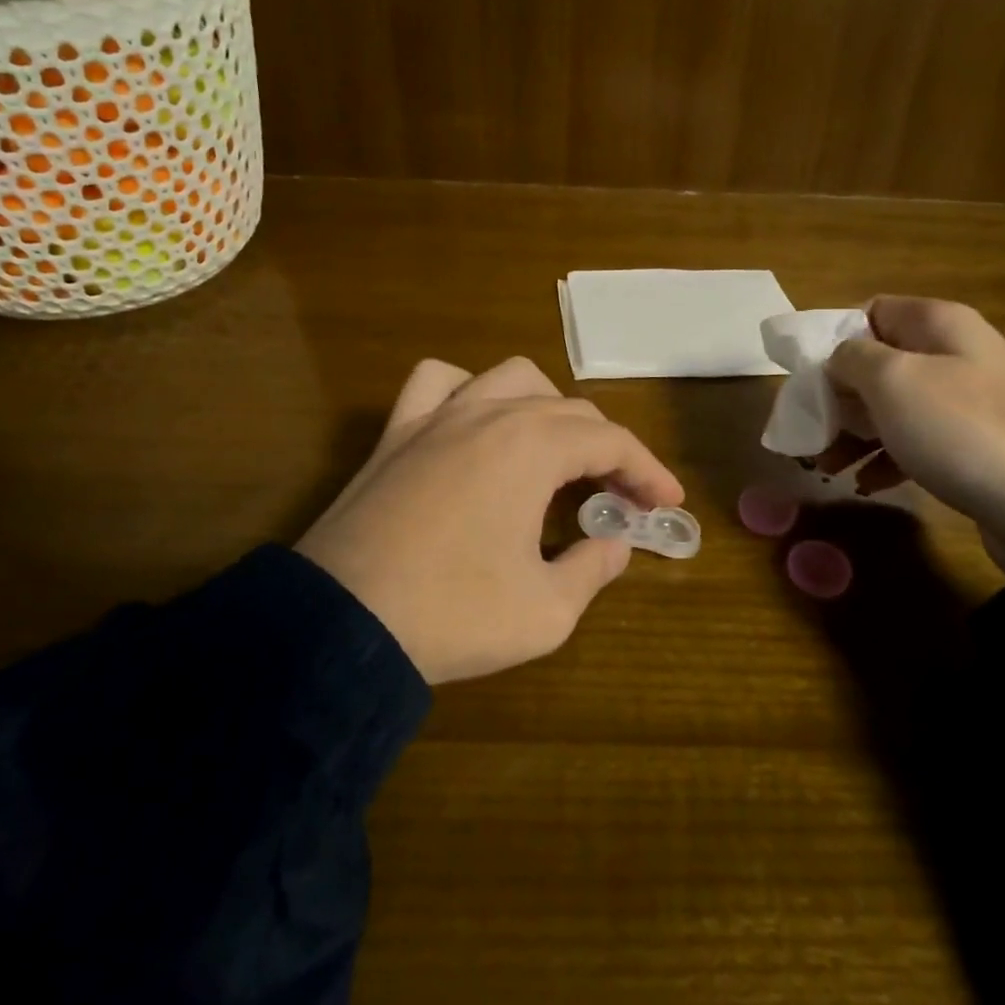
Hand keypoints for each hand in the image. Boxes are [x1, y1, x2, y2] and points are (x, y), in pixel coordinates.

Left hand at [296, 357, 683, 683]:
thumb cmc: (451, 615)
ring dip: (548, 409)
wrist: (339, 625)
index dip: (648, 471)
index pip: (611, 442)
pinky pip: (437, 383)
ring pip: (511, 379)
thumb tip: (614, 544)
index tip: (666, 504)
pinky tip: (475, 422)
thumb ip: (592, 570)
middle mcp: (490, 414)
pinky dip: (467, 390)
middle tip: (621, 497)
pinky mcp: (397, 433)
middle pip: (570, 411)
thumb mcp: (545, 612)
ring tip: (557, 453)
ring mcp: (438, 416)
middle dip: (607, 449)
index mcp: (532, 447)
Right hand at [825, 298, 1004, 574]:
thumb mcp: (893, 380)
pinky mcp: (971, 448)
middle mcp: (953, 355)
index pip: (870, 311)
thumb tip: (838, 360)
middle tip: (809, 428)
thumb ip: (851, 359)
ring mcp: (965, 404)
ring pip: (891, 408)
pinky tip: (864, 484)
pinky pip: (913, 443)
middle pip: (876, 363)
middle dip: (836, 396)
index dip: (832, 338)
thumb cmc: (963, 427)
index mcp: (938, 324)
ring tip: (825, 466)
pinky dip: (884, 460)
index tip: (806, 375)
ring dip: (852, 433)